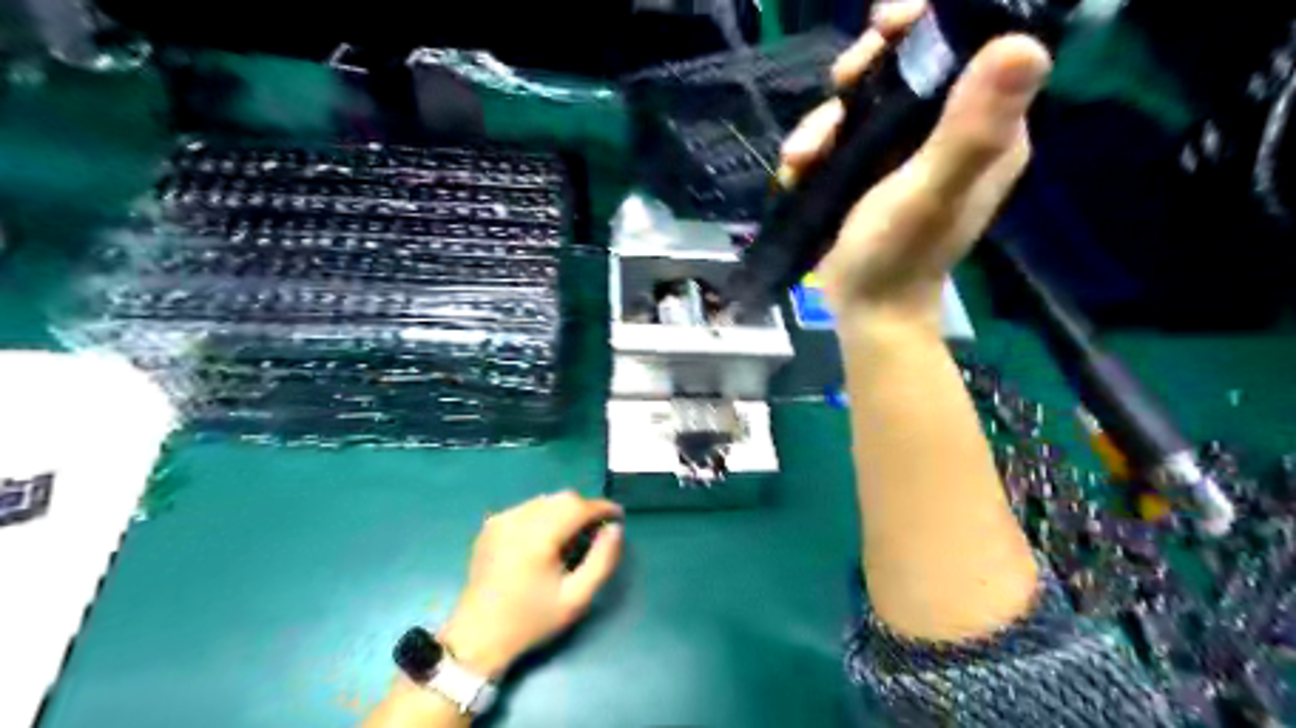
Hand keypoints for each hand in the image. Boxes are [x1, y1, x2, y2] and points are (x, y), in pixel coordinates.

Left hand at [438, 492, 623, 678]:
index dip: (602, 508)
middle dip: (584, 509)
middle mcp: (518, 518)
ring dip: (565, 511)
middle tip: (597, 533)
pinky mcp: (491, 525)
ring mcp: (502, 519)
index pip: (579, 506)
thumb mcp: (576, 598)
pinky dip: (545, 516)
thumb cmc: (531, 620)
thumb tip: (615, 529)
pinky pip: (528, 508)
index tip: (618, 517)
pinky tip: (546, 541)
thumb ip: (602, 560)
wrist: (477, 637)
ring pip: (545, 500)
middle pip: (562, 498)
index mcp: (538, 535)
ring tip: (572, 539)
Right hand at [779, 1, 1050, 329]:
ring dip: (826, 120)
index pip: (969, 46)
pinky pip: (844, 135)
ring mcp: (909, 151)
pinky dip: (816, 146)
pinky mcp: (874, 170)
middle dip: (866, 71)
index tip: (887, 23)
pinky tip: (797, 171)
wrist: (866, 311)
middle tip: (840, 85)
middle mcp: (953, 130)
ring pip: (868, 101)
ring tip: (801, 157)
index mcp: (987, 128)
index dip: (929, 24)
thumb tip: (1025, 44)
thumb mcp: (930, 193)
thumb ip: (970, 130)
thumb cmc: (897, 258)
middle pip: (911, 66)